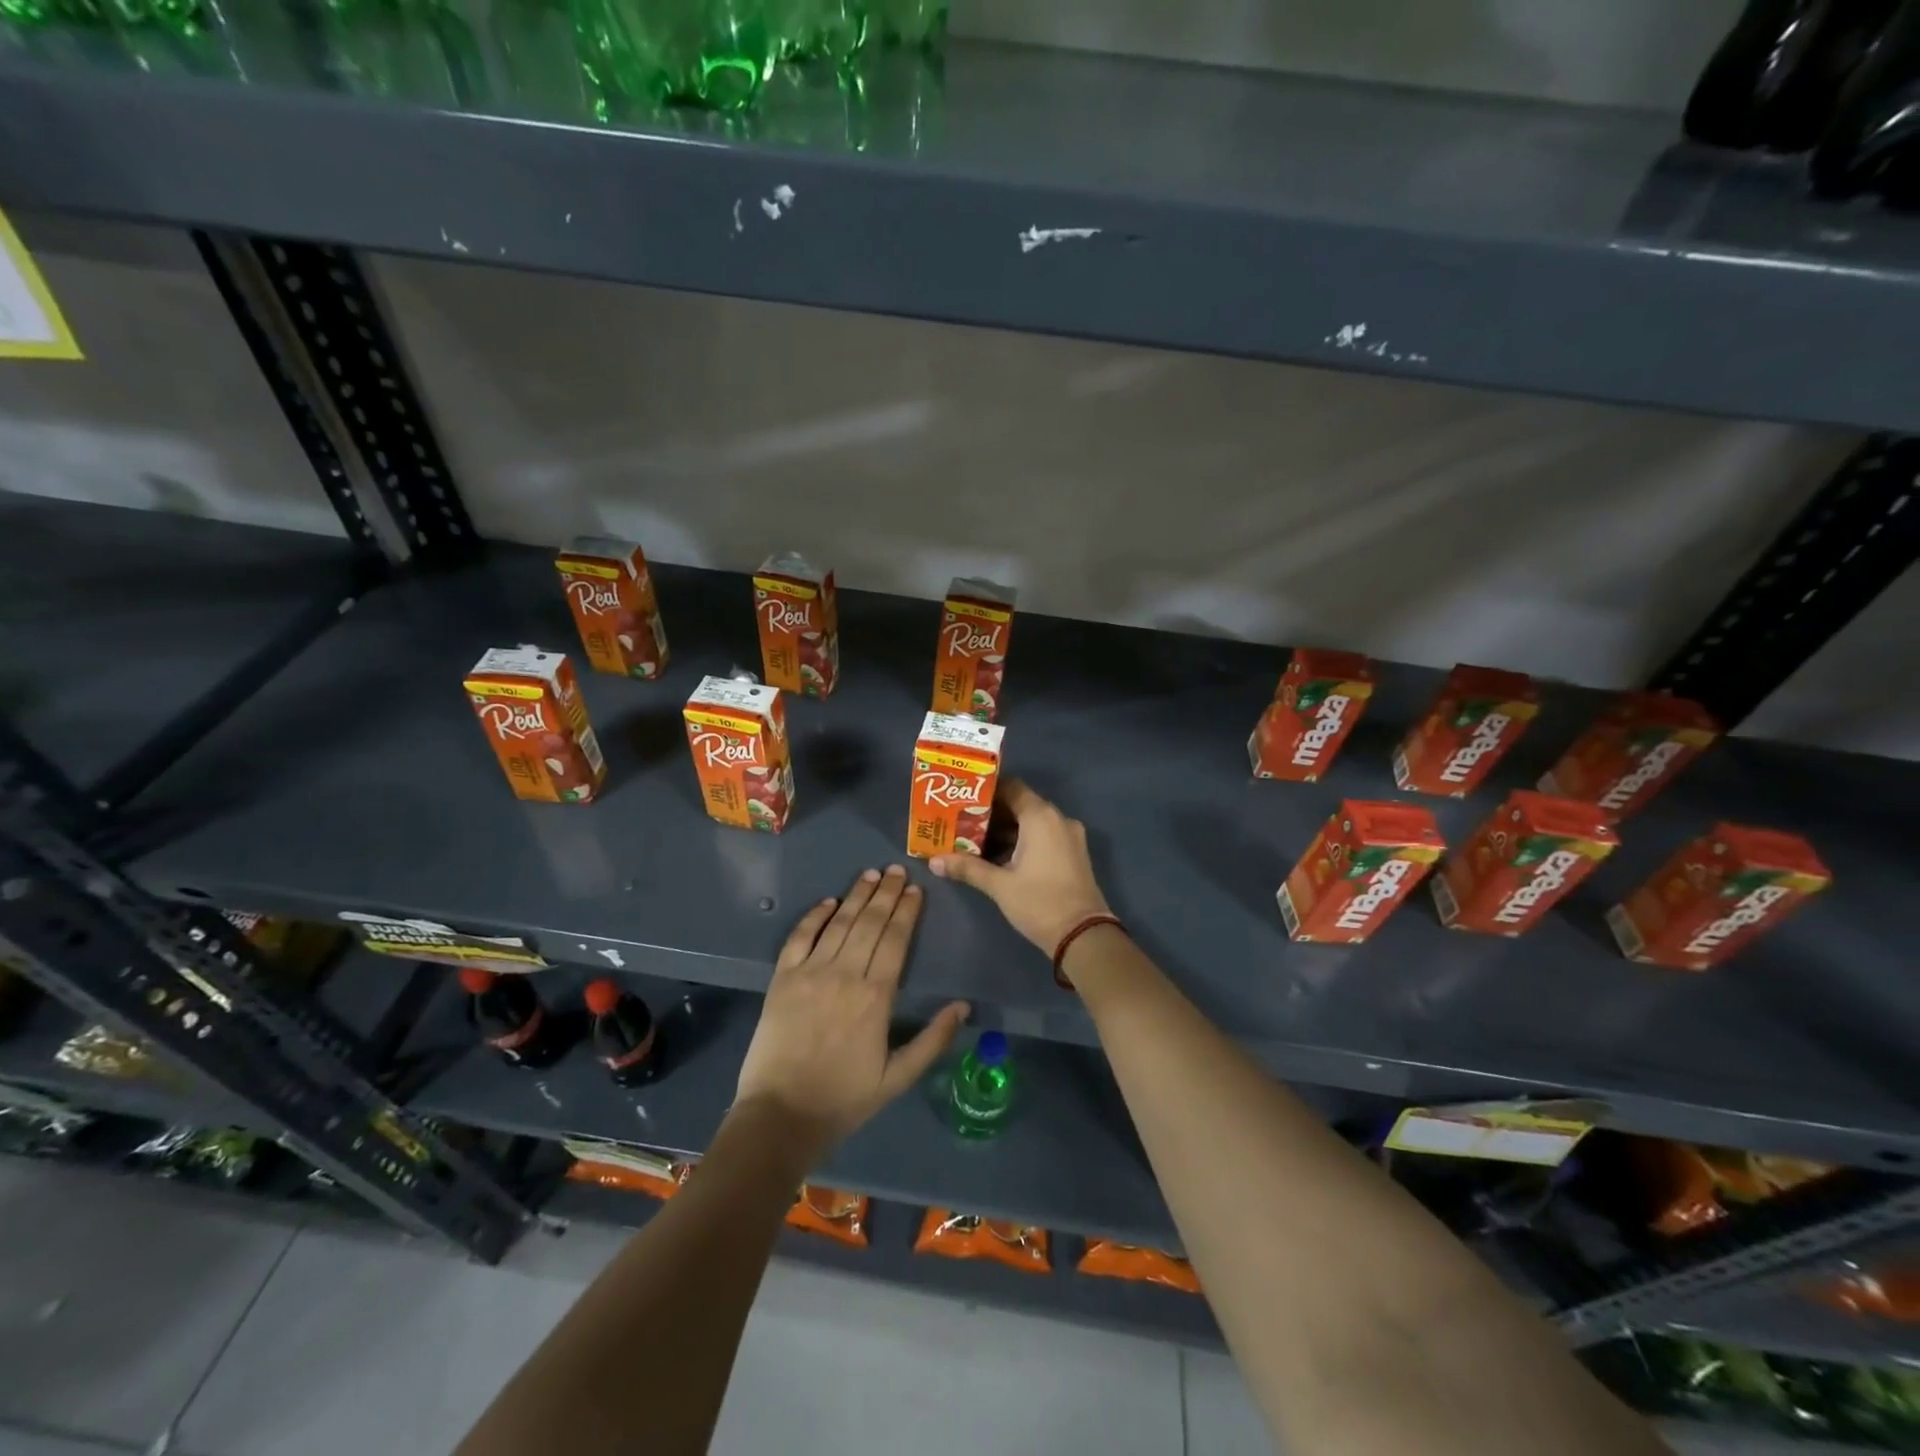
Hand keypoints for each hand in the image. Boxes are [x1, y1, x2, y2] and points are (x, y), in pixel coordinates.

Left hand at [735, 865, 968, 1159]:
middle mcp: (845, 974)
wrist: (781, 1116)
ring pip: (839, 923)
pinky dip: (814, 916)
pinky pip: (800, 937)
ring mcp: (810, 973)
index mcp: (876, 996)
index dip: (907, 912)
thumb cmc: (844, 1099)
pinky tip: (828, 901)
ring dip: (857, 895)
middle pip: (870, 923)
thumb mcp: (898, 1077)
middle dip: (886, 893)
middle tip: (897, 870)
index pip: (896, 940)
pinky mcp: (782, 978)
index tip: (916, 890)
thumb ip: (933, 1040)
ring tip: (871, 874)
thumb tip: (963, 1006)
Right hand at [929, 779, 1112, 954]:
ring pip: (1033, 822)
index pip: (1011, 787)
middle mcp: (1058, 819)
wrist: (1084, 936)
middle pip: (1021, 804)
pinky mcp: (1073, 853)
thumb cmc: (1039, 902)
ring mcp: (1069, 836)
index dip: (986, 790)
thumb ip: (967, 867)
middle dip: (992, 813)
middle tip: (962, 820)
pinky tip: (999, 856)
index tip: (963, 798)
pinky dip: (1023, 840)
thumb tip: (933, 861)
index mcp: (1041, 817)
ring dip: (1006, 829)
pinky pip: (1044, 835)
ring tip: (974, 839)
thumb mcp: (999, 885)